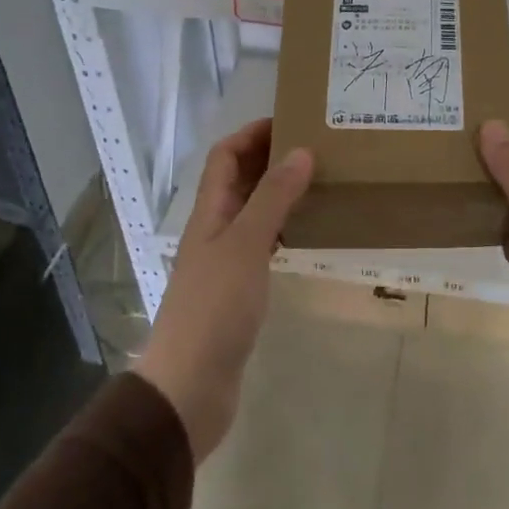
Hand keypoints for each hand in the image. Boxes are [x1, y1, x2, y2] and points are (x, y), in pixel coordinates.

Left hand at [136, 119, 312, 463]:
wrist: (189, 387)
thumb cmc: (215, 308)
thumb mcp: (247, 245)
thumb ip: (273, 198)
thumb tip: (301, 151)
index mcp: (210, 213)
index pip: (225, 156)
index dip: (252, 133)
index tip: (291, 120)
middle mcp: (215, 230)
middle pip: (239, 180)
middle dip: (270, 158)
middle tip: (316, 147)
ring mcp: (225, 262)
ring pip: (253, 211)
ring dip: (279, 192)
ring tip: (319, 182)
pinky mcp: (238, 291)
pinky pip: (262, 244)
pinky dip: (283, 228)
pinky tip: (307, 232)